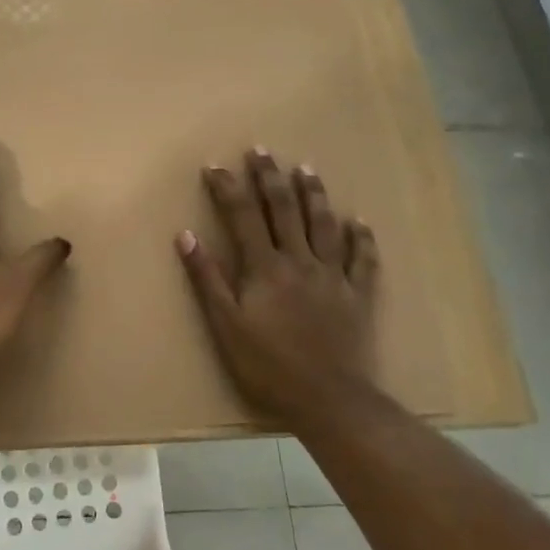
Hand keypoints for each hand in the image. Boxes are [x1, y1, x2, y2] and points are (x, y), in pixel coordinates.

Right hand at [177, 148, 382, 428]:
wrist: (328, 399)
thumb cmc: (268, 365)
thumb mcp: (225, 325)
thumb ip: (207, 278)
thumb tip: (185, 236)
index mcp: (265, 267)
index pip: (242, 216)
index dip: (228, 187)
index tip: (215, 165)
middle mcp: (300, 261)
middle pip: (284, 210)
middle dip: (270, 177)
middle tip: (262, 150)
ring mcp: (333, 276)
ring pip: (324, 225)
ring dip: (314, 194)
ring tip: (306, 168)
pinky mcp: (358, 296)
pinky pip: (363, 259)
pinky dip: (362, 238)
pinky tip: (359, 221)